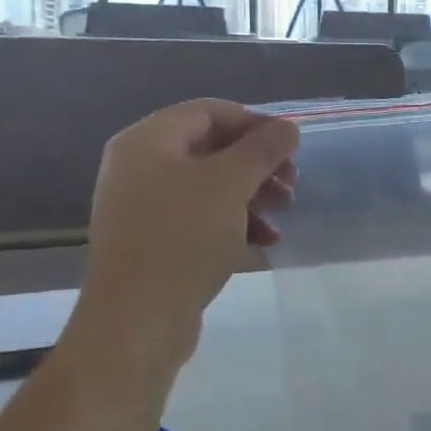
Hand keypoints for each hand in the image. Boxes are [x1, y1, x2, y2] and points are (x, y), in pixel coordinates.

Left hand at [74, 100, 298, 350]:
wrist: (137, 318)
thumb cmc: (182, 238)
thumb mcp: (230, 185)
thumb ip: (262, 150)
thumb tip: (287, 127)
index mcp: (148, 140)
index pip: (210, 111)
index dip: (255, 123)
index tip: (292, 146)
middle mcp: (140, 166)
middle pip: (212, 148)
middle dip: (258, 164)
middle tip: (292, 184)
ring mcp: (145, 206)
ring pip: (210, 185)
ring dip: (253, 194)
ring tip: (284, 213)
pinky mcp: (155, 241)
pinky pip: (201, 217)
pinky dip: (235, 222)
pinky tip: (265, 241)